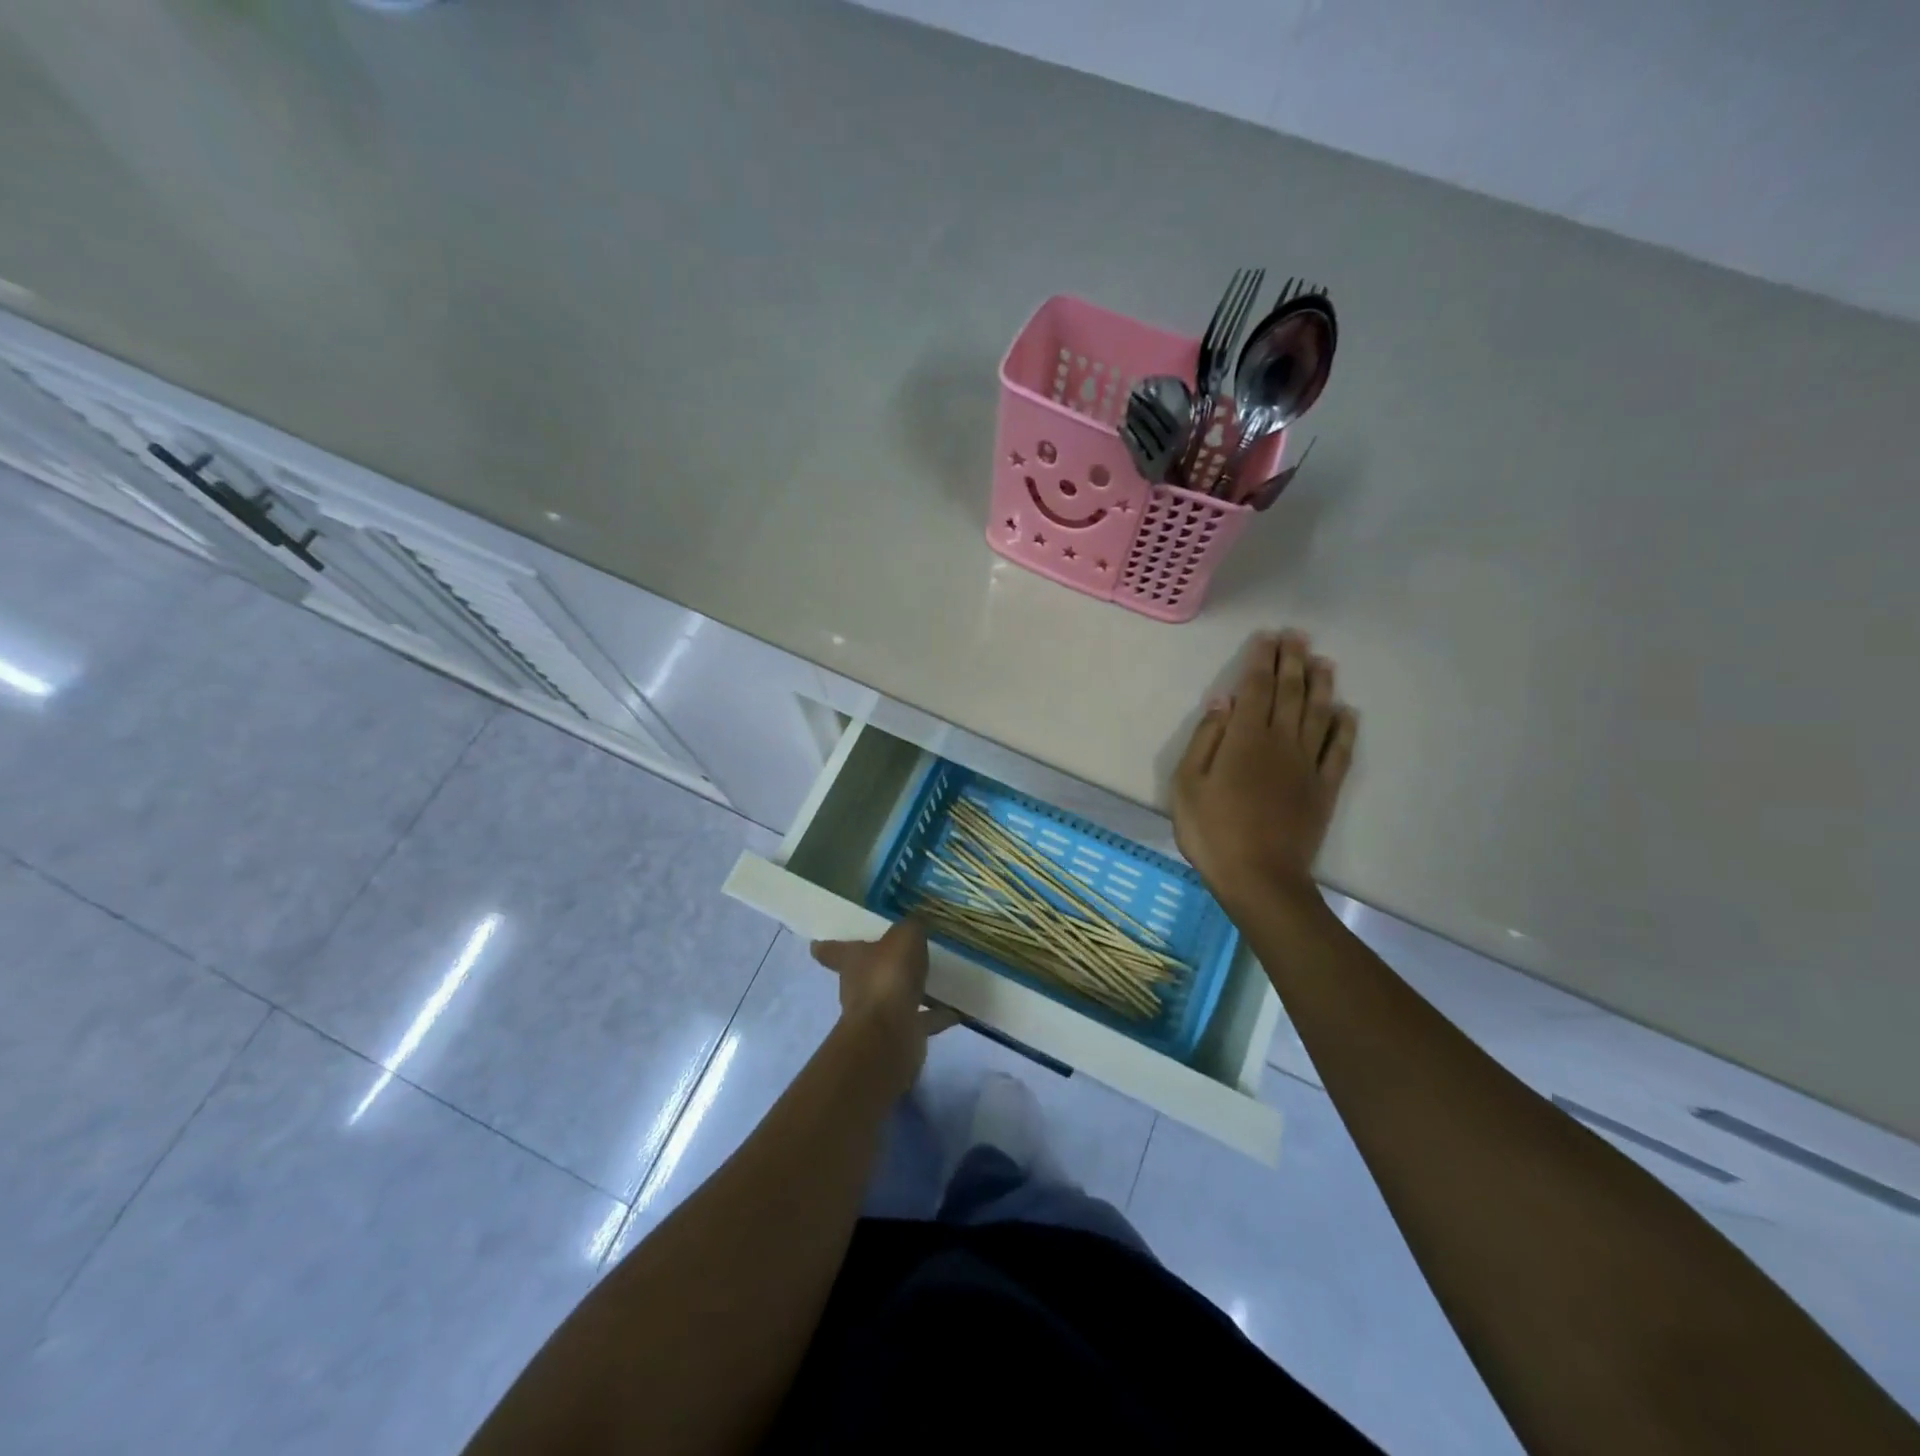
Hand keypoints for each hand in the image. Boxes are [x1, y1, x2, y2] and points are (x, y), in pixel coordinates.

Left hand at [811, 921, 957, 1095]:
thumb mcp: (904, 937)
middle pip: (865, 973)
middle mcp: (859, 987)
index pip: (832, 950)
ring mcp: (878, 1014)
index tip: (817, 944)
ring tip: (937, 979)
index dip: (827, 946)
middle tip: (901, 953)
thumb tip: (915, 923)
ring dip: (911, 991)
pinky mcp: (900, 1034)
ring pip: (894, 996)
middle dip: (879, 965)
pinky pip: (921, 1019)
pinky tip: (956, 1009)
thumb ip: (911, 927)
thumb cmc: (888, 976)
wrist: (890, 1033)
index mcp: (851, 960)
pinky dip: (936, 1015)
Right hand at [1173, 631, 1357, 918]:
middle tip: (1297, 636)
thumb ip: (1206, 738)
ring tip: (1323, 661)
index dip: (1262, 660)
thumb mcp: (1188, 784)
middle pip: (1290, 693)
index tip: (1268, 638)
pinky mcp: (1324, 788)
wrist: (1259, 877)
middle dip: (1293, 661)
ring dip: (1321, 685)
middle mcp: (1281, 742)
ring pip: (1319, 714)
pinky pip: (1340, 751)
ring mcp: (1307, 765)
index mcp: (1245, 738)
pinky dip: (1344, 728)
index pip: (1256, 688)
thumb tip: (1222, 701)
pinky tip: (1346, 712)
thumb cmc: (1212, 831)